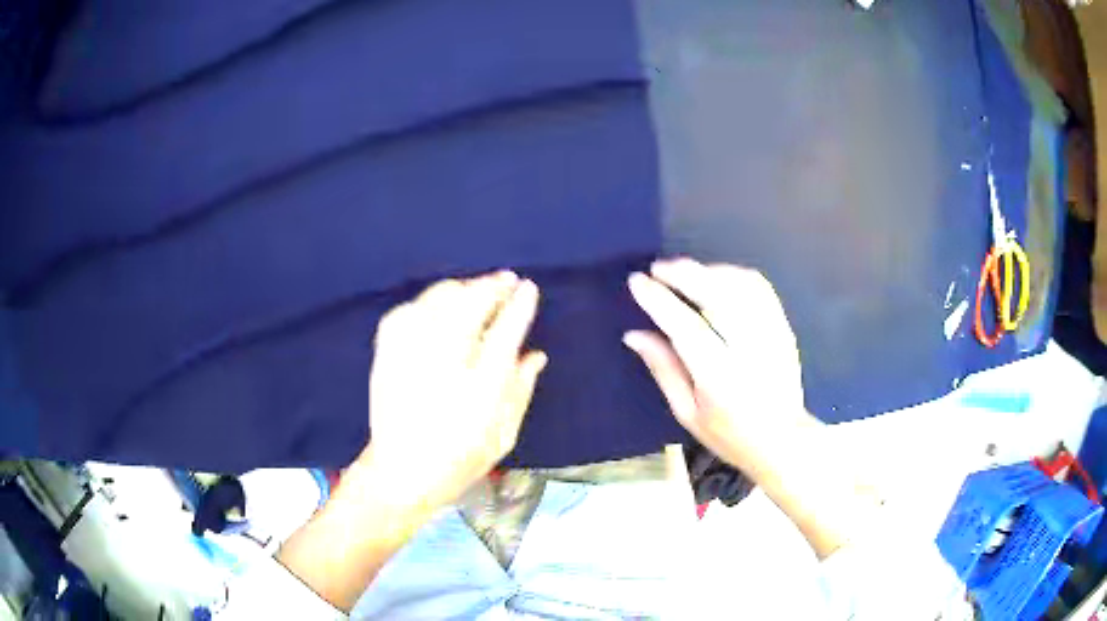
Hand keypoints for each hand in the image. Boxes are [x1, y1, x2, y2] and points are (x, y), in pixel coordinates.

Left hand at [362, 271, 546, 509]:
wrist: (400, 471)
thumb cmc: (459, 458)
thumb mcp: (503, 435)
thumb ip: (520, 391)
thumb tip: (536, 355)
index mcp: (479, 388)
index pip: (505, 331)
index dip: (519, 305)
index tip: (528, 288)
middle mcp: (444, 362)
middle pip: (470, 304)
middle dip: (491, 285)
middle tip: (506, 281)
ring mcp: (410, 353)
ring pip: (437, 299)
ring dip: (461, 288)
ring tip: (475, 290)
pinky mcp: (387, 352)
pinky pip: (407, 310)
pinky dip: (426, 302)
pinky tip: (436, 307)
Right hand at [624, 258, 814, 478]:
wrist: (783, 440)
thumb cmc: (729, 434)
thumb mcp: (687, 413)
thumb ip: (663, 369)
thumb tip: (634, 334)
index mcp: (720, 377)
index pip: (686, 328)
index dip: (659, 301)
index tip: (638, 281)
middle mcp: (749, 349)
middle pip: (718, 295)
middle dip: (684, 274)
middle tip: (658, 268)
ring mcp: (772, 335)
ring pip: (741, 284)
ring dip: (709, 270)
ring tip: (685, 273)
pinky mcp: (784, 327)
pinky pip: (760, 287)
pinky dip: (734, 275)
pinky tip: (717, 278)